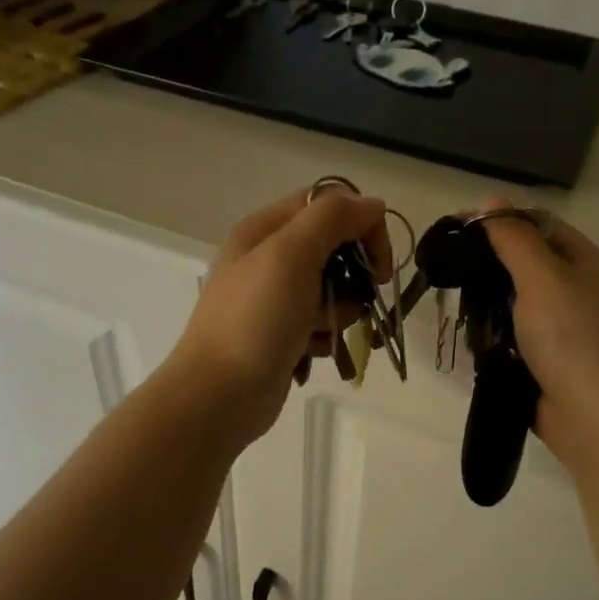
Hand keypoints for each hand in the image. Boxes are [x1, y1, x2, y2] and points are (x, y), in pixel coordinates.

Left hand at [163, 186, 392, 446]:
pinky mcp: (282, 334)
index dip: (361, 225)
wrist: (218, 395)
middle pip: (334, 247)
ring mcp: (274, 299)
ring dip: (340, 311)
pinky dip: (324, 337)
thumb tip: (372, 205)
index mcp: (265, 229)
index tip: (379, 265)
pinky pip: (321, 324)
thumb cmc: (255, 320)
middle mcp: (268, 257)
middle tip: (354, 300)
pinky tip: (311, 353)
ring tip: (321, 332)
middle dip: (353, 275)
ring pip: (333, 290)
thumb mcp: (291, 255)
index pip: (329, 204)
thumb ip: (333, 219)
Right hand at [480, 207, 598, 475]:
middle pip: (533, 269)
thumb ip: (514, 239)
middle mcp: (585, 295)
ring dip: (494, 309)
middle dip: (495, 270)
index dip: (505, 223)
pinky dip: (500, 342)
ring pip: (523, 309)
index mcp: (590, 265)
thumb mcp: (542, 278)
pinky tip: (476, 343)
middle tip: (455, 273)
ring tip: (460, 308)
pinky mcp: (557, 368)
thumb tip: (491, 200)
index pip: (544, 228)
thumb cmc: (574, 339)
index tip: (463, 231)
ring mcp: (573, 334)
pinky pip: (522, 343)